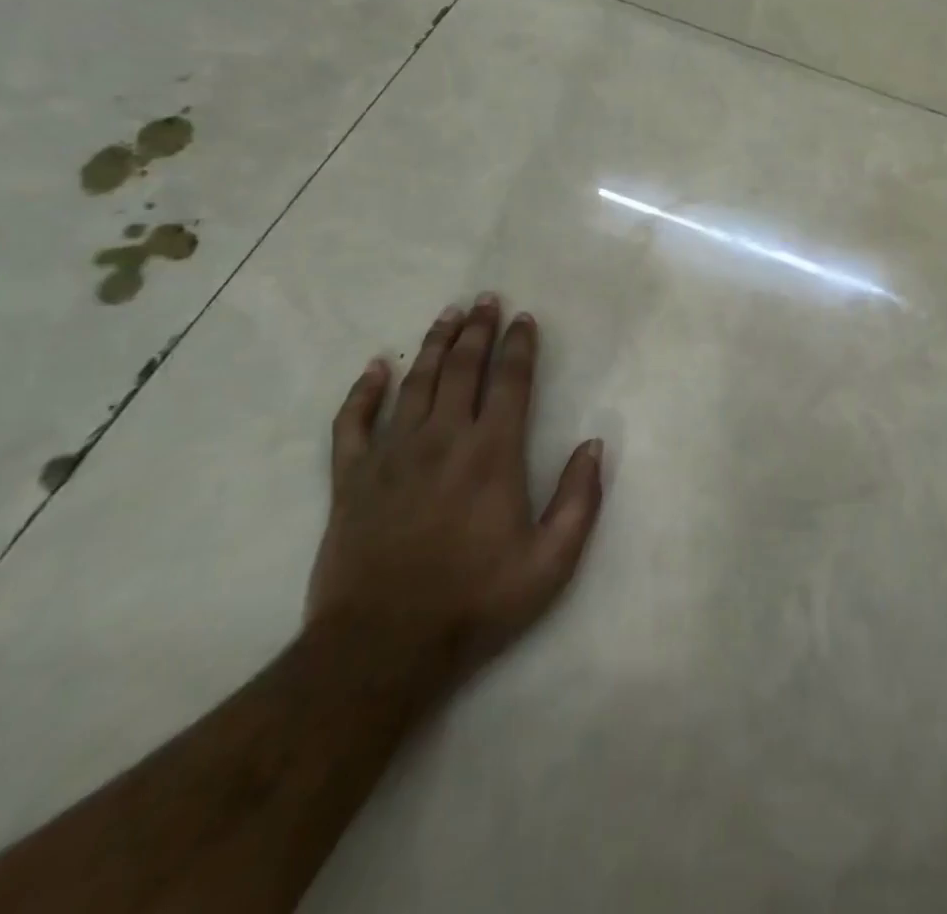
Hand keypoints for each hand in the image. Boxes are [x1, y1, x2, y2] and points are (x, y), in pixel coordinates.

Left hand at [306, 294, 603, 683]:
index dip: (519, 346)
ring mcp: (393, 455)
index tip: (524, 319)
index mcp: (493, 453)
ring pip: (415, 383)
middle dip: (478, 329)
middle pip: (463, 368)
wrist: (382, 648)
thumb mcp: (551, 562)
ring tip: (447, 315)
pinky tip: (375, 368)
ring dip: (434, 345)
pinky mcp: (351, 478)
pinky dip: (363, 391)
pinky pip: (353, 422)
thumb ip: (580, 499)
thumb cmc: (475, 602)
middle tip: (485, 299)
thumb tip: (594, 444)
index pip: (511, 382)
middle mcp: (443, 439)